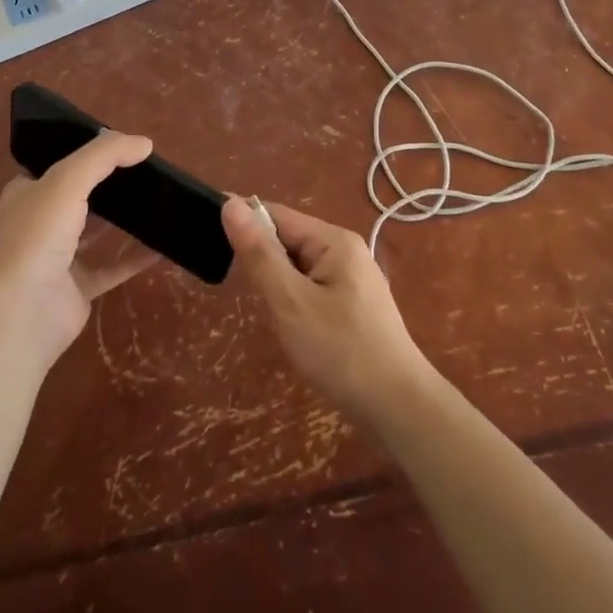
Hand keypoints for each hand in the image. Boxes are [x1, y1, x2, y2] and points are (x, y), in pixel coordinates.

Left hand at [0, 130, 161, 368]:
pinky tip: (163, 246)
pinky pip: (113, 267)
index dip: (89, 151)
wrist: (20, 314)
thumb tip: (145, 143)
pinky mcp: (78, 288)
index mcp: (29, 192)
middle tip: (149, 169)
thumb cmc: (36, 236)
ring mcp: (59, 257)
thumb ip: (105, 155)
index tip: (124, 144)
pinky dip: (136, 257)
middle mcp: (41, 222)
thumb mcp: (68, 180)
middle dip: (111, 183)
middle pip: (82, 195)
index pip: (59, 163)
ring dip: (125, 218)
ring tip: (159, 200)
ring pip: (98, 231)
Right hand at [222, 198, 436, 426]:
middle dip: (265, 263)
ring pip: (300, 269)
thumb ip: (260, 253)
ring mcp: (354, 280)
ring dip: (280, 286)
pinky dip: (297, 303)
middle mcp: (346, 251)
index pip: (277, 216)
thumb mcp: (291, 302)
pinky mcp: (355, 307)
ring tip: (273, 318)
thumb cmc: (341, 351)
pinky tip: (294, 330)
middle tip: (250, 297)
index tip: (212, 243)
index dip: (245, 226)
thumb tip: (230, 203)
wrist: (399, 409)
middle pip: (290, 240)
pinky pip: (314, 290)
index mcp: (333, 240)